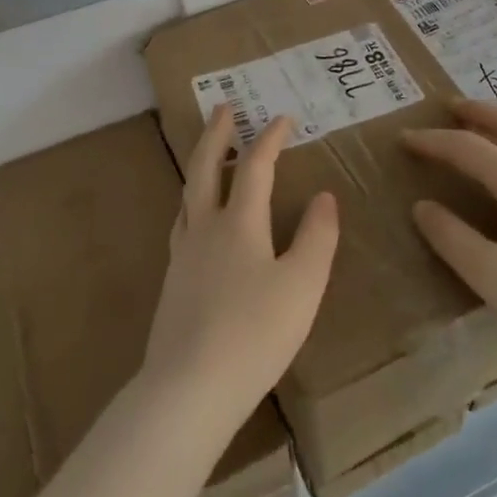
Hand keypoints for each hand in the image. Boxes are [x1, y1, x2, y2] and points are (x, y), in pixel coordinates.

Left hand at [142, 107, 338, 433]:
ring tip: (207, 154)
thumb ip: (317, 237)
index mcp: (239, 223)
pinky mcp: (172, 282)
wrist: (189, 389)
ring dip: (199, 164)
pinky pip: (181, 223)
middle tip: (223, 107)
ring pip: (187, 194)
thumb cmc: (255, 333)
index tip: (282, 117)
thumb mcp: (303, 285)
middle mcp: (205, 228)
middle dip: (216, 133)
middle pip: (204, 167)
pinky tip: (195, 220)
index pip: (255, 167)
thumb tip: (324, 196)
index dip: (270, 138)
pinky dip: (191, 202)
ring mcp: (183, 254)